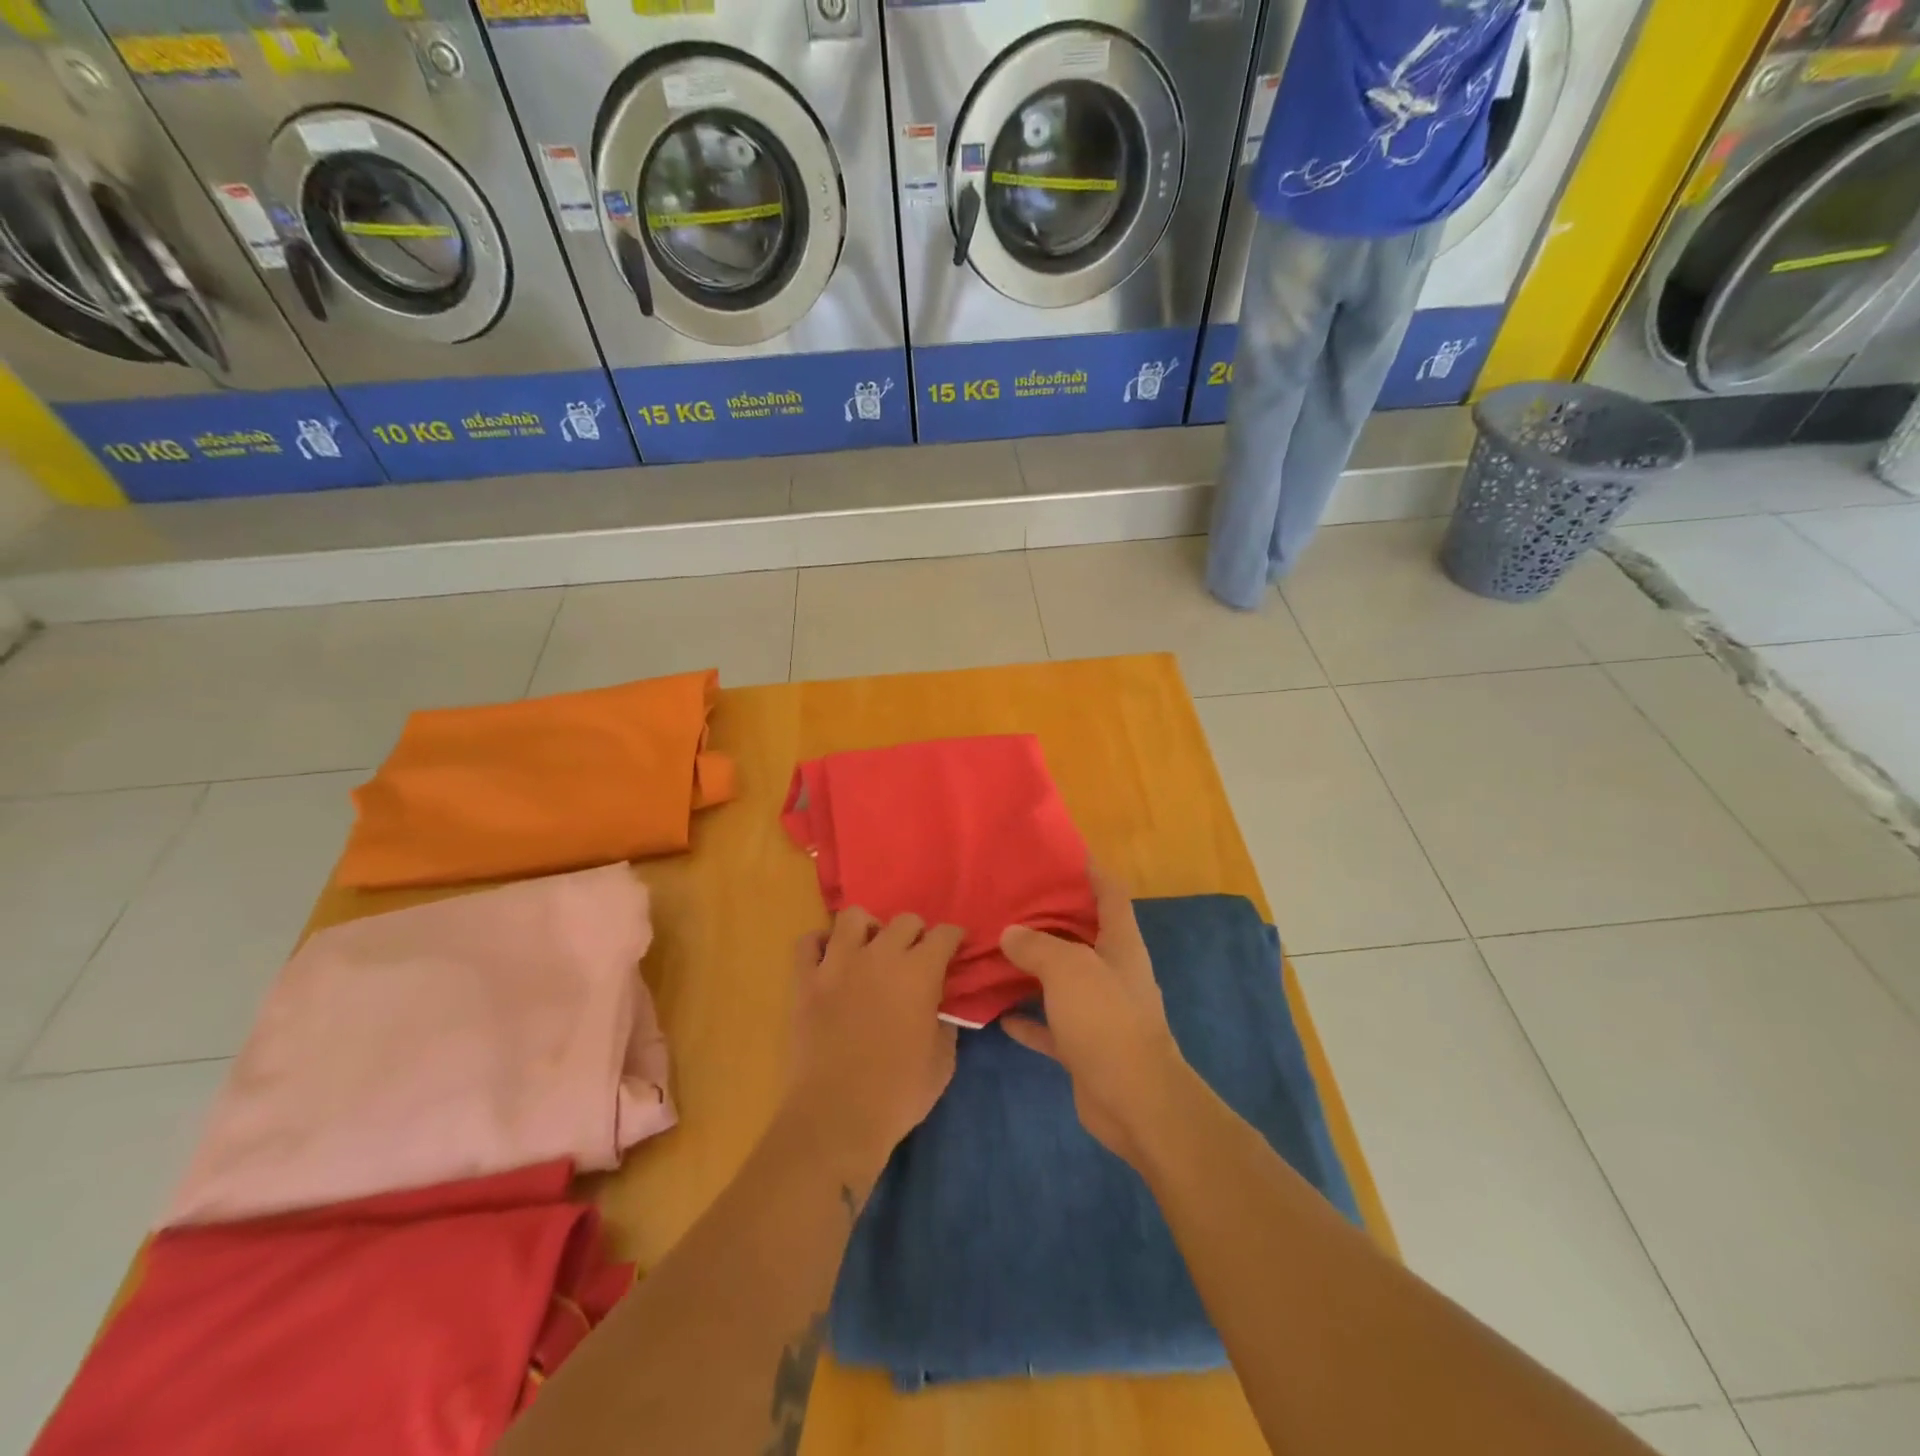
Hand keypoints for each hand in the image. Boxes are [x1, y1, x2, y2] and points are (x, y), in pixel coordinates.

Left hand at [785, 909, 962, 1180]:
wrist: (836, 1117)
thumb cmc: (898, 1094)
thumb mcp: (942, 1061)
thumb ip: (944, 1022)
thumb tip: (938, 1005)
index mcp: (919, 972)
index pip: (944, 934)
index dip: (954, 938)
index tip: (955, 948)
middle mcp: (880, 956)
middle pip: (904, 920)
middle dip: (916, 933)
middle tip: (915, 956)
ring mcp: (837, 964)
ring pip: (853, 917)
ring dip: (868, 929)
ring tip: (870, 950)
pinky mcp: (805, 980)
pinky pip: (808, 942)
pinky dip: (819, 944)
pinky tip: (829, 960)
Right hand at [1000, 866, 1193, 1169]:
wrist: (1135, 1102)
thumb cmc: (1107, 1021)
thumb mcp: (1069, 970)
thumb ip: (1037, 946)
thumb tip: (1010, 933)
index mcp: (1120, 943)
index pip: (1110, 893)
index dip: (1091, 869)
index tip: (1060, 853)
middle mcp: (1112, 971)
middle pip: (1082, 933)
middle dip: (1050, 916)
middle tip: (1010, 899)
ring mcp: (1099, 1010)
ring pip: (1062, 978)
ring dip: (1034, 967)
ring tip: (996, 947)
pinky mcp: (1084, 1045)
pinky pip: (1049, 1024)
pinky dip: (1027, 1018)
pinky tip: (997, 1011)